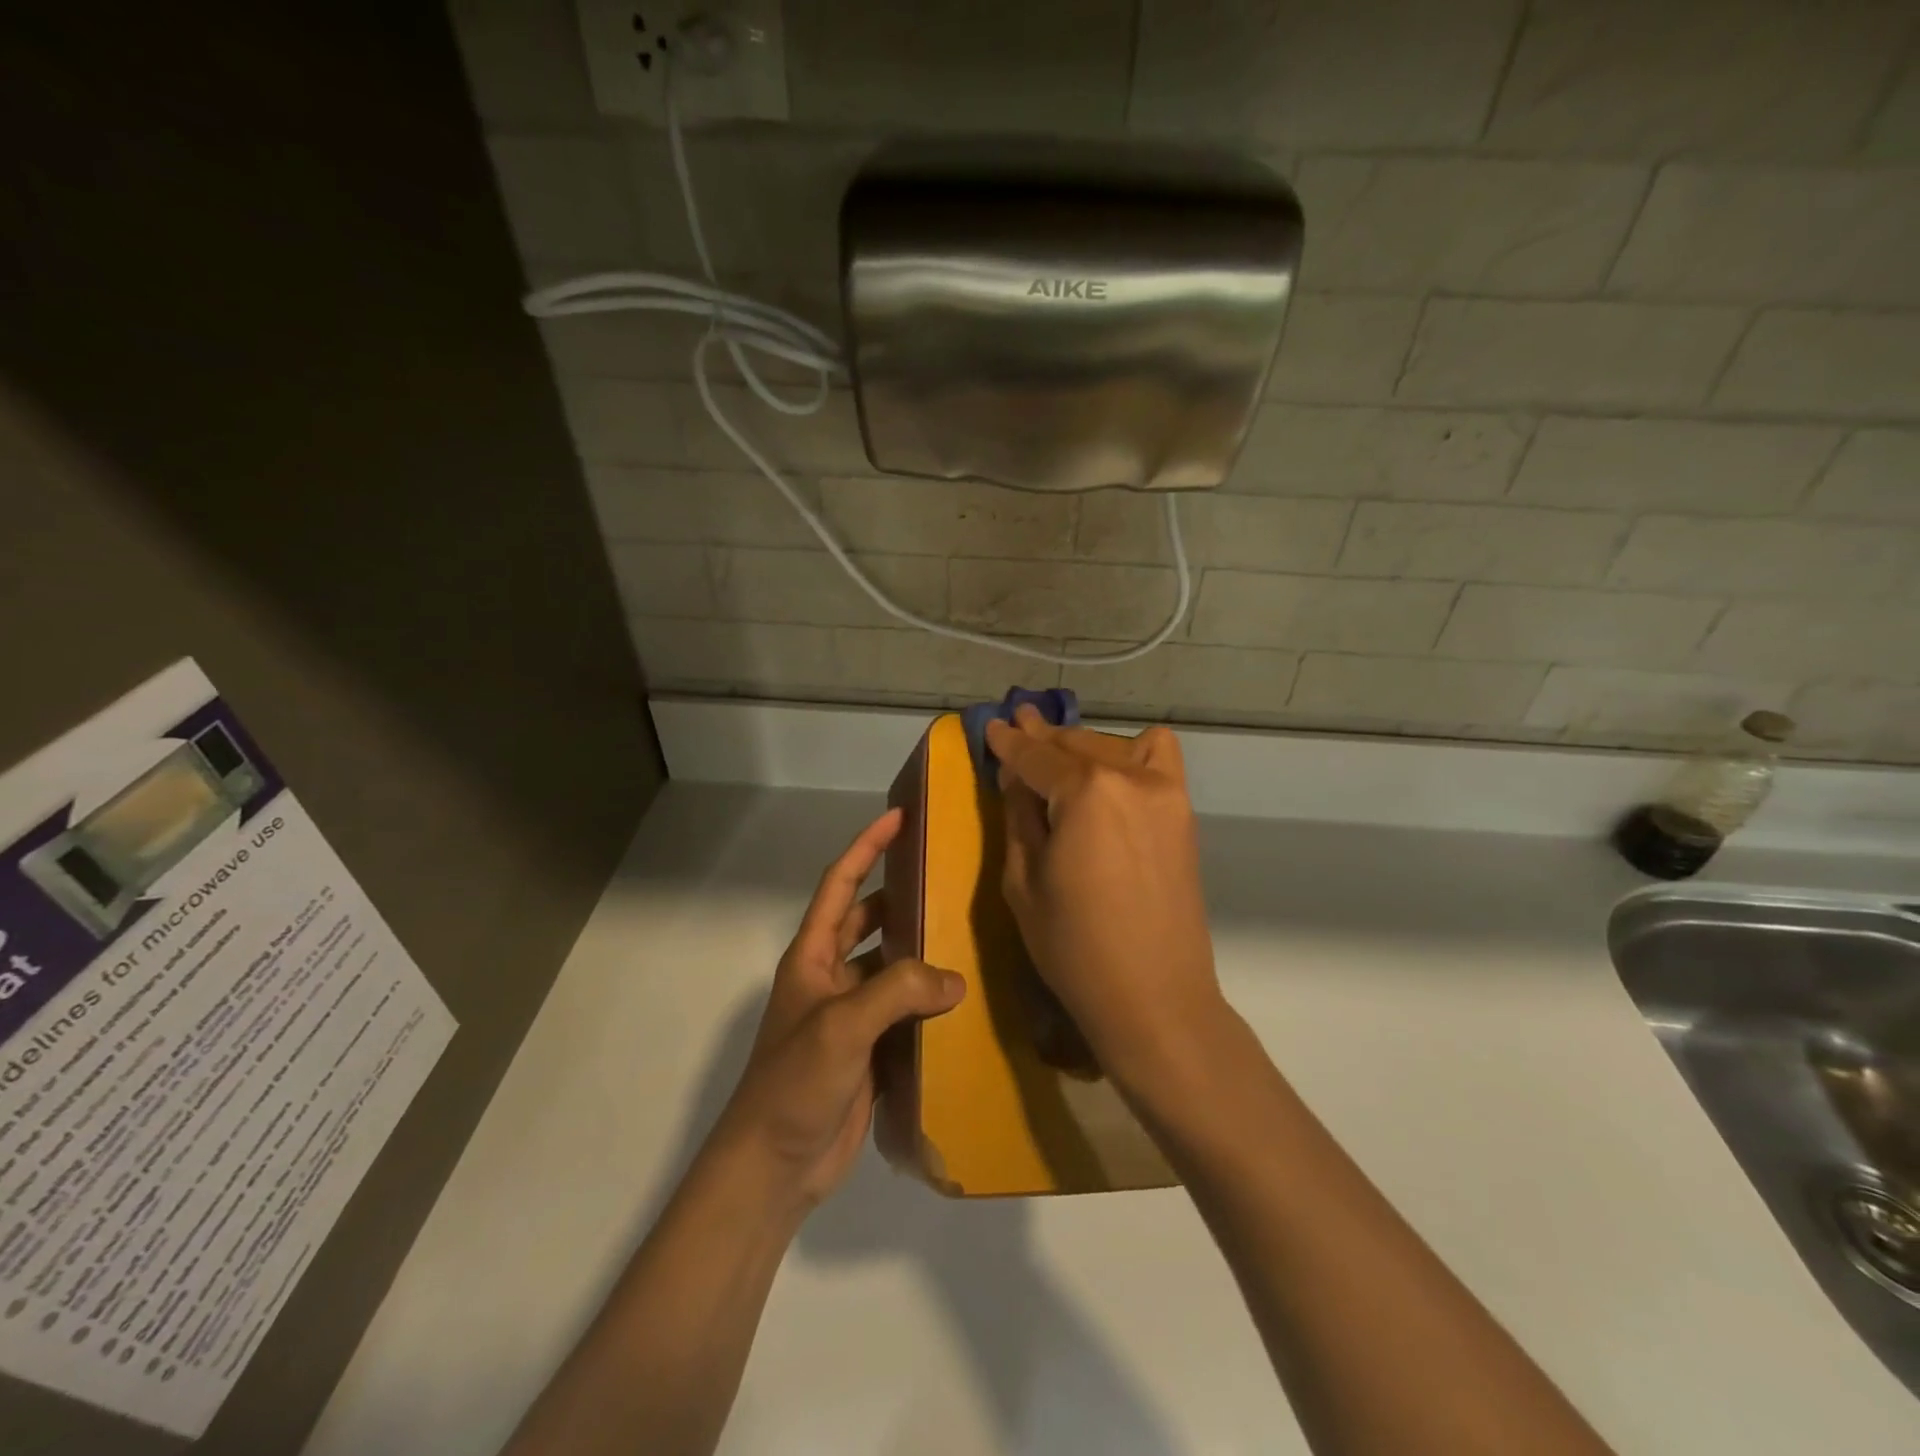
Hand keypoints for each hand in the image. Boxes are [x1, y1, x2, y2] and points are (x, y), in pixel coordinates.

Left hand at [710, 808, 964, 1211]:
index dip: (866, 848)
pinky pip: (903, 1013)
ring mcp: (850, 1016)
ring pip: (891, 968)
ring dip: (920, 954)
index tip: (898, 818)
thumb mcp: (841, 1026)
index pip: (840, 885)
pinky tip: (964, 1000)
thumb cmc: (794, 1083)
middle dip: (902, 897)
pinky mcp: (869, 1051)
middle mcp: (830, 978)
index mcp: (812, 957)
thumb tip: (955, 980)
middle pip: (869, 922)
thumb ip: (897, 992)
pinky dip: (928, 1003)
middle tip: (949, 879)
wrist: (773, 1166)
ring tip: (968, 934)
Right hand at [986, 708, 1224, 1093]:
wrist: (1154, 997)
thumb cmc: (1074, 947)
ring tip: (1055, 756)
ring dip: (1079, 746)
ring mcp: (1164, 791)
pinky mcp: (1182, 812)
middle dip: (1042, 736)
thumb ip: (1020, 817)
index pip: (1035, 756)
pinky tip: (1113, 770)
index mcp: (1085, 792)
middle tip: (1017, 725)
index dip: (1008, 742)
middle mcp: (1128, 777)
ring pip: (1111, 747)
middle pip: (1074, 744)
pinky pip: (1159, 758)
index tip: (991, 725)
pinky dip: (1131, 753)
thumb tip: (1017, 778)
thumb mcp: (1023, 881)